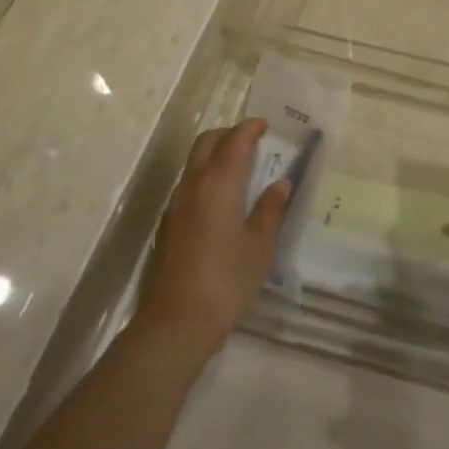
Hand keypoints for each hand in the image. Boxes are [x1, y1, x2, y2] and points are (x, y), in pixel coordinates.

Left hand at [139, 120, 290, 359]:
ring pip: (194, 163)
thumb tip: (280, 184)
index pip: (234, 141)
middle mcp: (193, 185)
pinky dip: (206, 176)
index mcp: (219, 183)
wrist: (176, 323)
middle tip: (252, 142)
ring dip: (215, 155)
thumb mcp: (260, 245)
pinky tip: (222, 200)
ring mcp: (175, 205)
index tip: (265, 125)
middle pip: (206, 143)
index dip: (250, 128)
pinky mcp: (168, 225)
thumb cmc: (227, 280)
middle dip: (228, 135)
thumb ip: (271, 209)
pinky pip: (188, 184)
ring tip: (240, 169)